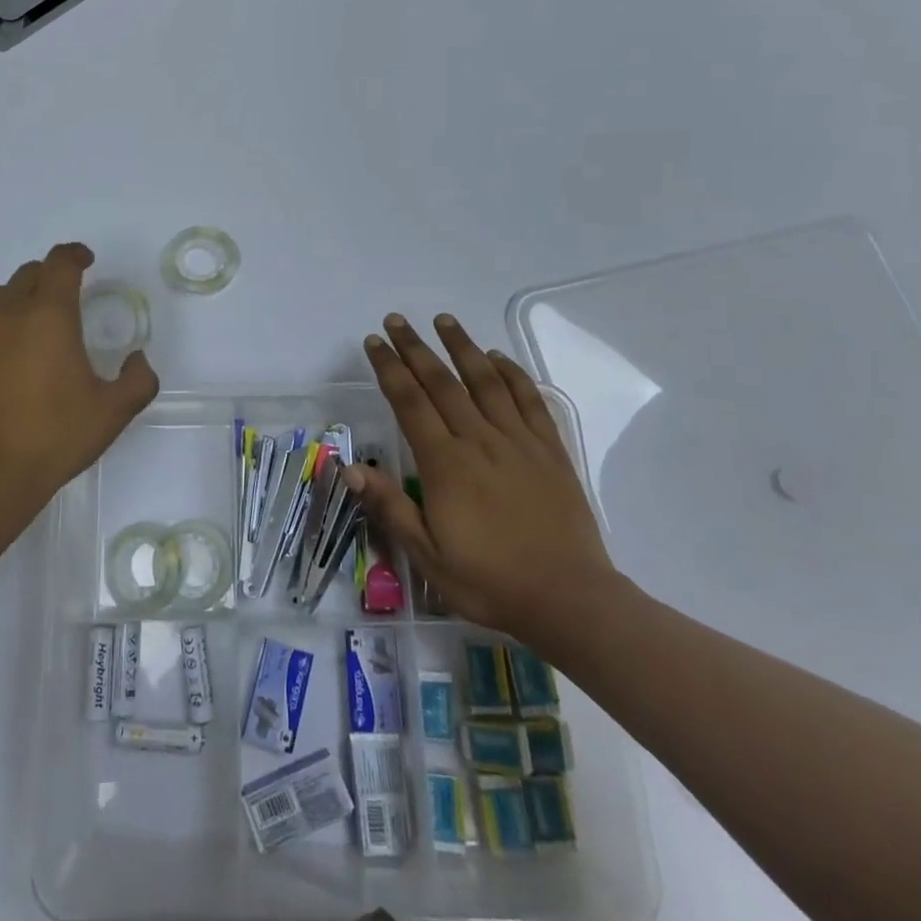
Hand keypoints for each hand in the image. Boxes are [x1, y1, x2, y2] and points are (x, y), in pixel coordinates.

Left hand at [0, 244, 158, 519]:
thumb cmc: (53, 438)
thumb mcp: (112, 413)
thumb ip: (138, 379)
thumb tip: (137, 359)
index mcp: (49, 315)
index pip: (60, 263)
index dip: (75, 255)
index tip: (85, 262)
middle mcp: (5, 312)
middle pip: (27, 276)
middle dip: (48, 281)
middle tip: (61, 306)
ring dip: (15, 307)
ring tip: (26, 339)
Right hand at [346, 313, 616, 642]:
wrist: (569, 600)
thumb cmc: (491, 582)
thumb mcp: (428, 556)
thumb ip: (391, 507)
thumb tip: (350, 466)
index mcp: (446, 464)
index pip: (410, 402)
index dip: (390, 368)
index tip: (375, 342)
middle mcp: (479, 441)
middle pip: (443, 382)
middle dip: (416, 348)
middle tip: (397, 320)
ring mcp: (518, 442)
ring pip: (486, 381)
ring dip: (462, 346)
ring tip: (444, 320)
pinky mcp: (550, 450)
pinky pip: (528, 400)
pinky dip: (512, 373)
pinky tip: (497, 357)